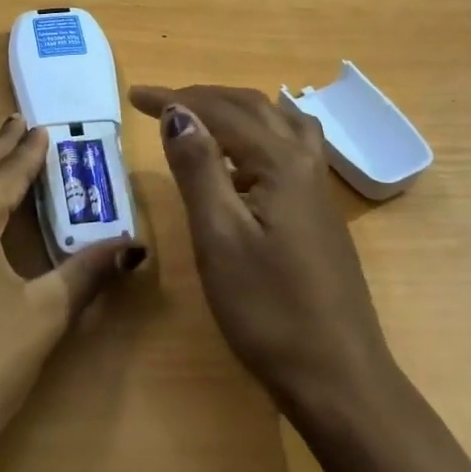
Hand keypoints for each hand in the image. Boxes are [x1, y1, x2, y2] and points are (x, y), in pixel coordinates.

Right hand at [129, 84, 394, 418]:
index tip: (134, 97)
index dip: (176, 99)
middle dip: (203, 98)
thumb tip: (179, 112)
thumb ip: (198, 169)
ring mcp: (318, 188)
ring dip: (236, 109)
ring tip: (201, 116)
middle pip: (253, 107)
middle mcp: (305, 163)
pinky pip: (291, 145)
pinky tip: (247, 156)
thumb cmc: (268, 309)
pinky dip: (260, 131)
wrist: (336, 374)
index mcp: (280, 163)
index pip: (221, 112)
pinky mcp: (320, 212)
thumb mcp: (219, 238)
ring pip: (278, 122)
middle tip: (158, 103)